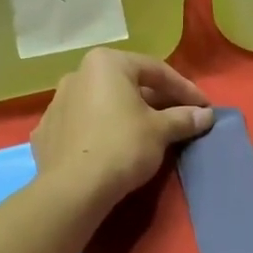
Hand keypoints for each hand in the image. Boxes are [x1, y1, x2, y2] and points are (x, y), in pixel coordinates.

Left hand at [31, 49, 214, 208]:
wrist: (73, 189)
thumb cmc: (122, 146)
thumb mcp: (160, 131)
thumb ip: (183, 118)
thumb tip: (205, 115)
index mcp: (105, 63)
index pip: (155, 70)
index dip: (184, 89)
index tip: (204, 106)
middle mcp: (77, 74)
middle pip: (127, 84)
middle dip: (156, 100)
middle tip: (180, 118)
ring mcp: (57, 103)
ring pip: (103, 103)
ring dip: (127, 114)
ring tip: (149, 134)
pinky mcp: (47, 132)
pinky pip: (83, 124)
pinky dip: (102, 130)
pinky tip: (114, 146)